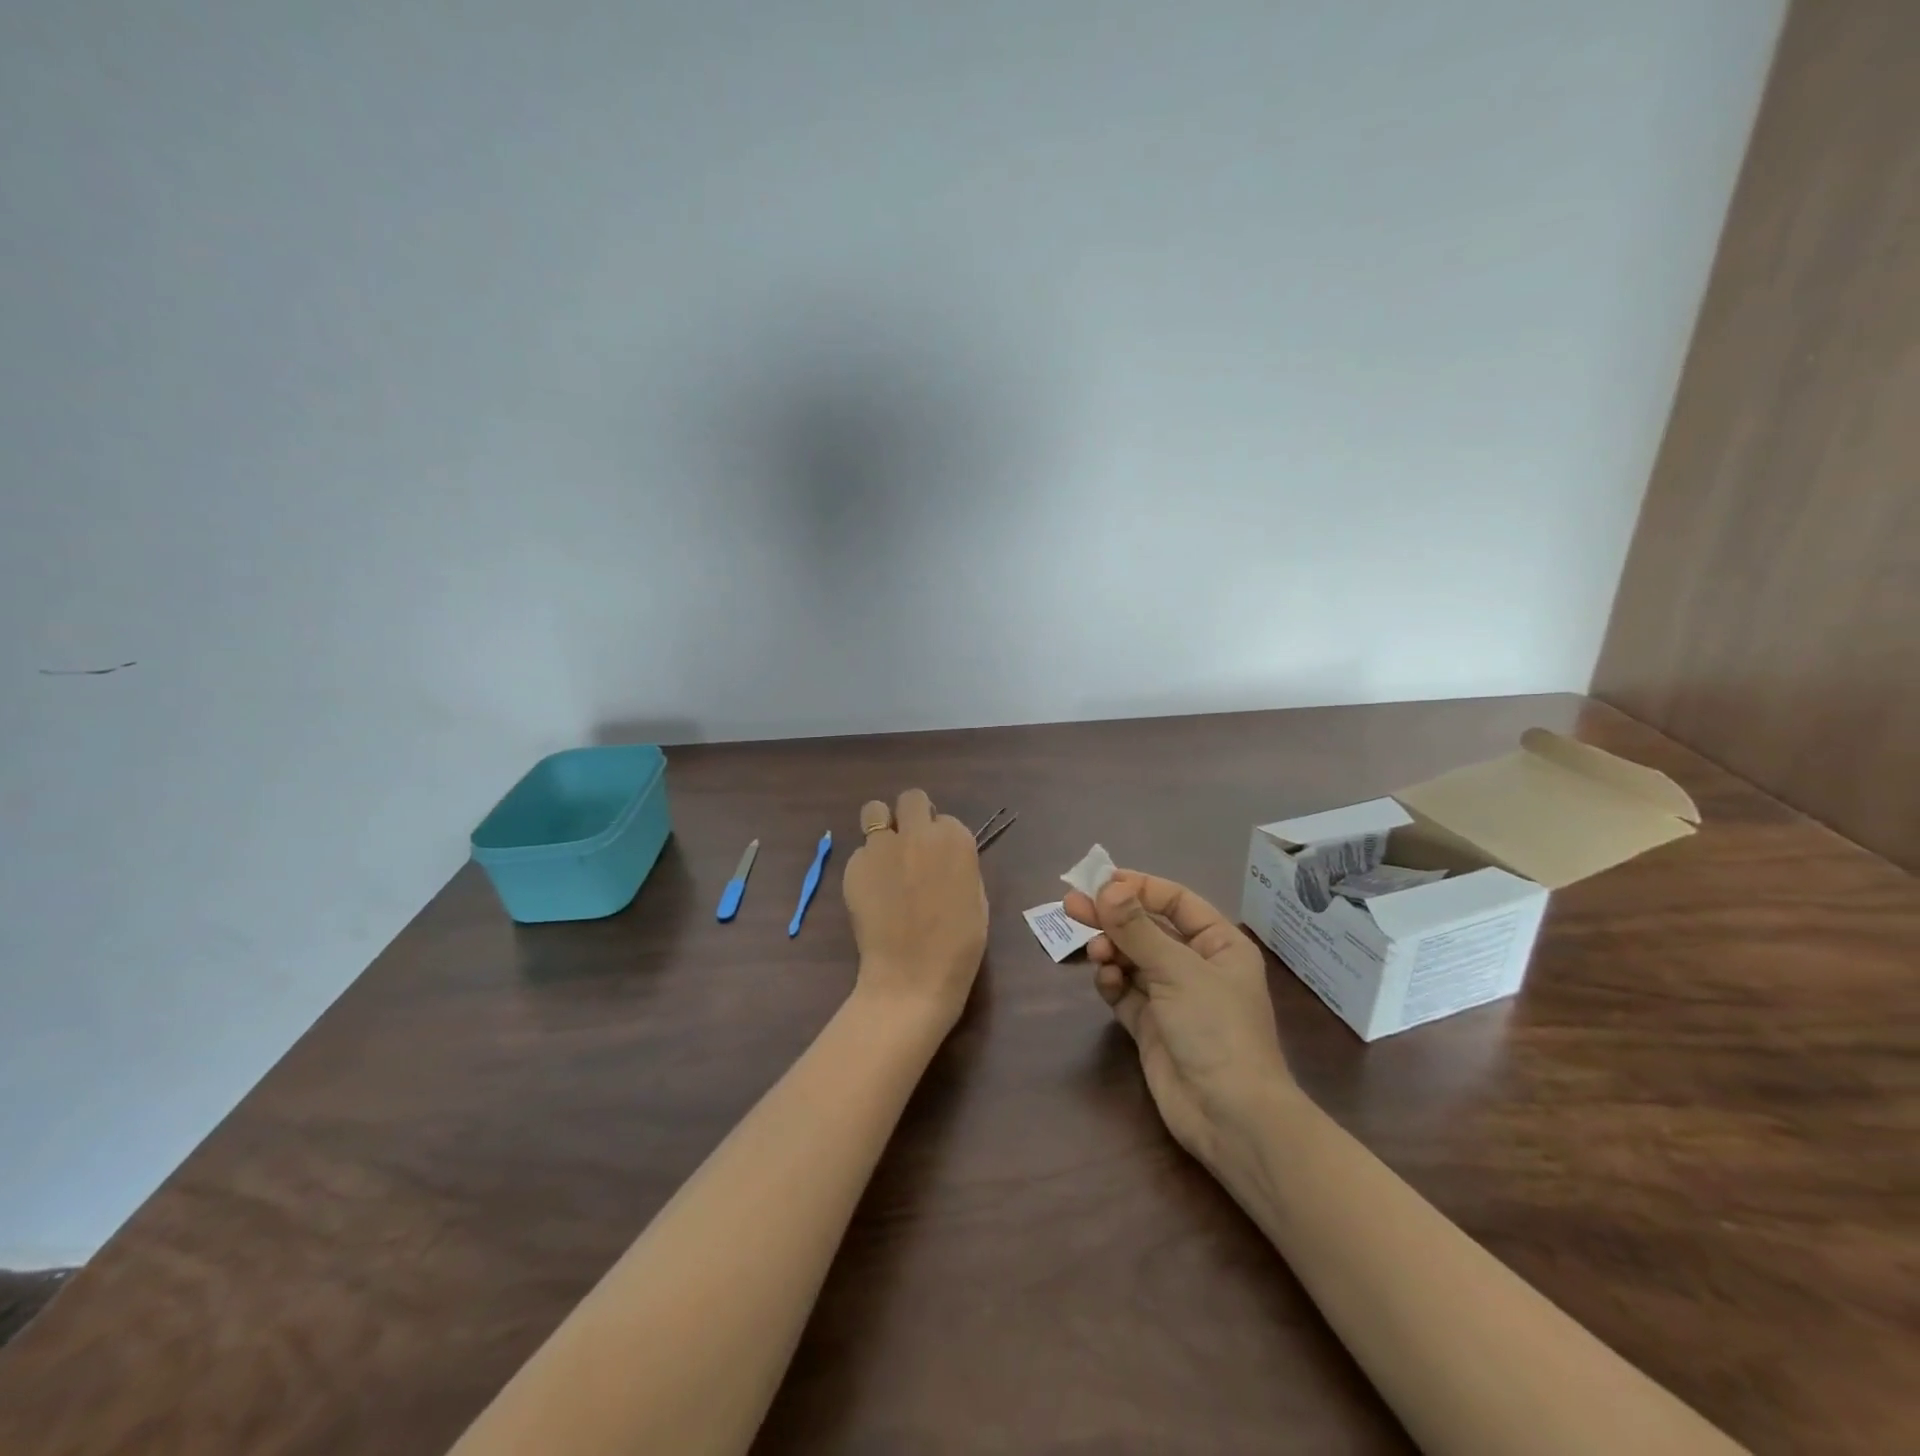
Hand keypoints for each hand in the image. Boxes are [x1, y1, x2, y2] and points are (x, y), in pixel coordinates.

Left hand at [843, 789, 988, 1031]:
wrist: (912, 977)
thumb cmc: (958, 946)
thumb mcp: (976, 898)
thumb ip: (959, 865)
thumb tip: (944, 858)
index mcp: (955, 839)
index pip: (945, 820)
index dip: (940, 839)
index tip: (939, 860)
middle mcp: (918, 833)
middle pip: (911, 799)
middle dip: (912, 816)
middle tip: (911, 845)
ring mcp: (881, 846)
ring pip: (874, 811)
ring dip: (882, 826)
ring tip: (885, 856)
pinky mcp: (854, 865)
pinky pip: (860, 852)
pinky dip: (866, 865)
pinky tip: (872, 893)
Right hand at [1064, 871, 1293, 1166]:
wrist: (1229, 1117)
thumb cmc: (1216, 1029)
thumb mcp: (1178, 970)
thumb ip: (1137, 928)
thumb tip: (1107, 887)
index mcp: (1219, 944)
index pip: (1175, 901)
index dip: (1138, 888)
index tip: (1099, 882)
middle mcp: (1196, 965)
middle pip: (1147, 928)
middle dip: (1112, 917)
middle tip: (1071, 905)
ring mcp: (1172, 997)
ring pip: (1131, 958)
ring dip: (1111, 949)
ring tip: (1096, 952)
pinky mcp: (1150, 1026)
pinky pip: (1124, 991)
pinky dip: (1112, 982)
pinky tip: (1106, 981)